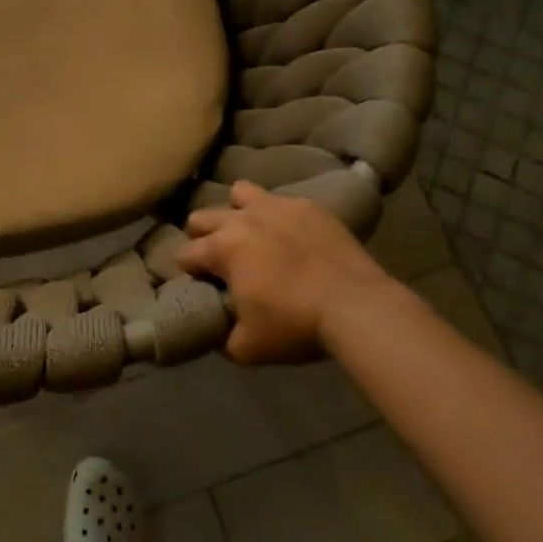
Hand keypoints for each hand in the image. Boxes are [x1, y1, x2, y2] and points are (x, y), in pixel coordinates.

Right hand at [178, 180, 410, 364]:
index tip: (197, 283)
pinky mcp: (309, 207)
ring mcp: (277, 206)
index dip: (187, 271)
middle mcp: (242, 219)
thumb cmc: (295, 325)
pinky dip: (279, 216)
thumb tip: (217, 331)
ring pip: (240, 193)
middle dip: (202, 236)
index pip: (185, 254)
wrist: (357, 307)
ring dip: (237, 212)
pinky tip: (290, 235)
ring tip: (250, 234)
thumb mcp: (248, 348)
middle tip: (218, 260)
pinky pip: (282, 201)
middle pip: (202, 217)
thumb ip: (223, 337)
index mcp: (223, 248)